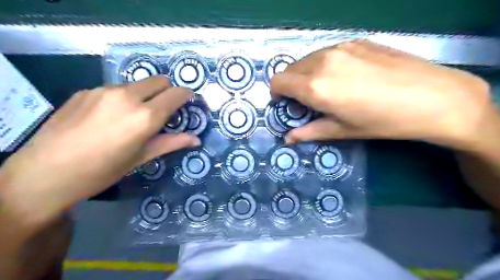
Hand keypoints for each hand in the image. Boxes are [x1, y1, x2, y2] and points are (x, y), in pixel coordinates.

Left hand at [0, 76, 198, 224]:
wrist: (45, 173)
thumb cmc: (103, 170)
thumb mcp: (142, 157)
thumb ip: (172, 143)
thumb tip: (197, 139)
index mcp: (145, 116)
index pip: (176, 93)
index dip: (186, 95)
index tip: (187, 102)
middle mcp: (128, 96)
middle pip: (159, 80)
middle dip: (167, 91)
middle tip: (164, 110)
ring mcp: (105, 90)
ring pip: (137, 84)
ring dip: (145, 94)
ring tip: (133, 116)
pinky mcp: (86, 90)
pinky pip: (115, 88)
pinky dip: (123, 98)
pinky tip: (109, 117)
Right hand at [272, 40, 493, 148]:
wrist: (433, 97)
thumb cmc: (382, 121)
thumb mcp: (341, 131)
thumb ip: (308, 132)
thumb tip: (287, 139)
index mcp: (315, 86)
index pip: (278, 81)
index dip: (276, 94)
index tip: (286, 104)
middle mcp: (322, 61)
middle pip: (290, 69)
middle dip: (290, 85)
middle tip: (307, 100)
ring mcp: (340, 47)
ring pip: (307, 59)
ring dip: (306, 74)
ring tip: (327, 88)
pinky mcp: (356, 40)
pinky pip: (326, 52)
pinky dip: (324, 64)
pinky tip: (346, 75)